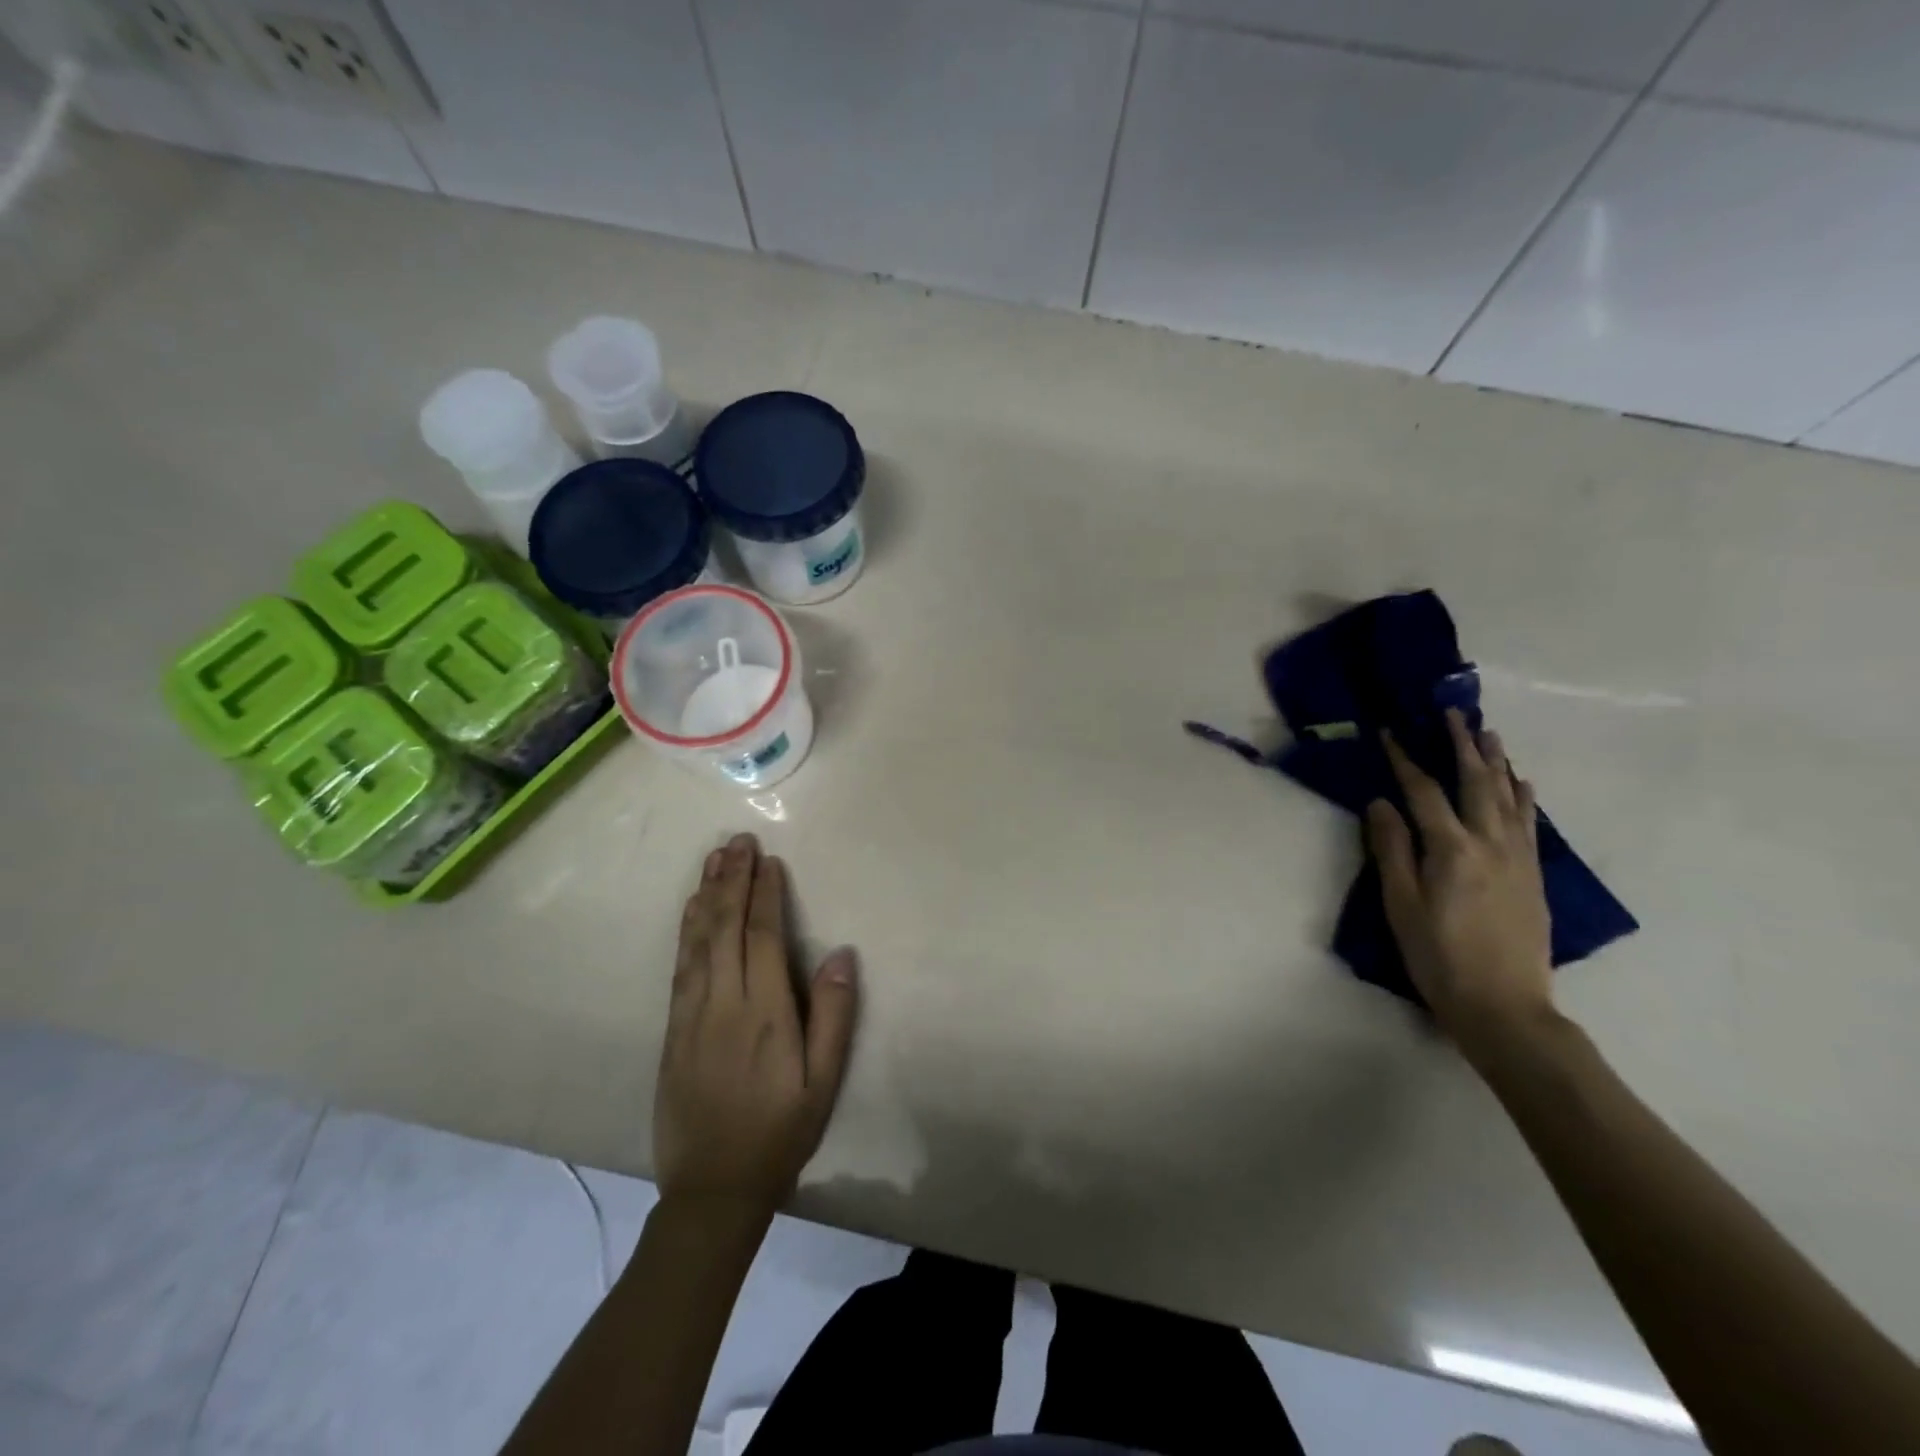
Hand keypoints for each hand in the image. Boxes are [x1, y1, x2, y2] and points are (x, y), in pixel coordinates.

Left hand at [654, 833, 858, 1217]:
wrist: (712, 1190)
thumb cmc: (780, 1132)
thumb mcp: (823, 1082)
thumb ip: (834, 1015)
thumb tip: (841, 953)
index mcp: (765, 1013)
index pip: (762, 937)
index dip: (764, 894)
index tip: (767, 859)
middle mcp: (723, 1004)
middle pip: (725, 928)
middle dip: (732, 880)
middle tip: (737, 840)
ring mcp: (691, 1015)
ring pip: (697, 942)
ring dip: (705, 895)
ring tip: (713, 858)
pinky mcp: (672, 1030)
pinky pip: (679, 967)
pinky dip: (686, 931)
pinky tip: (691, 910)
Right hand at [1366, 710, 1555, 1057]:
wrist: (1504, 1005)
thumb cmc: (1438, 957)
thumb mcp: (1400, 905)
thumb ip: (1392, 850)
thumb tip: (1381, 803)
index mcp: (1451, 850)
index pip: (1424, 792)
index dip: (1406, 760)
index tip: (1391, 733)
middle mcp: (1490, 843)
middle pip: (1475, 783)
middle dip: (1462, 746)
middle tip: (1453, 713)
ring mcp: (1518, 858)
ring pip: (1508, 797)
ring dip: (1496, 762)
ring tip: (1488, 733)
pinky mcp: (1533, 874)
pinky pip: (1530, 823)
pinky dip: (1524, 796)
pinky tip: (1521, 782)